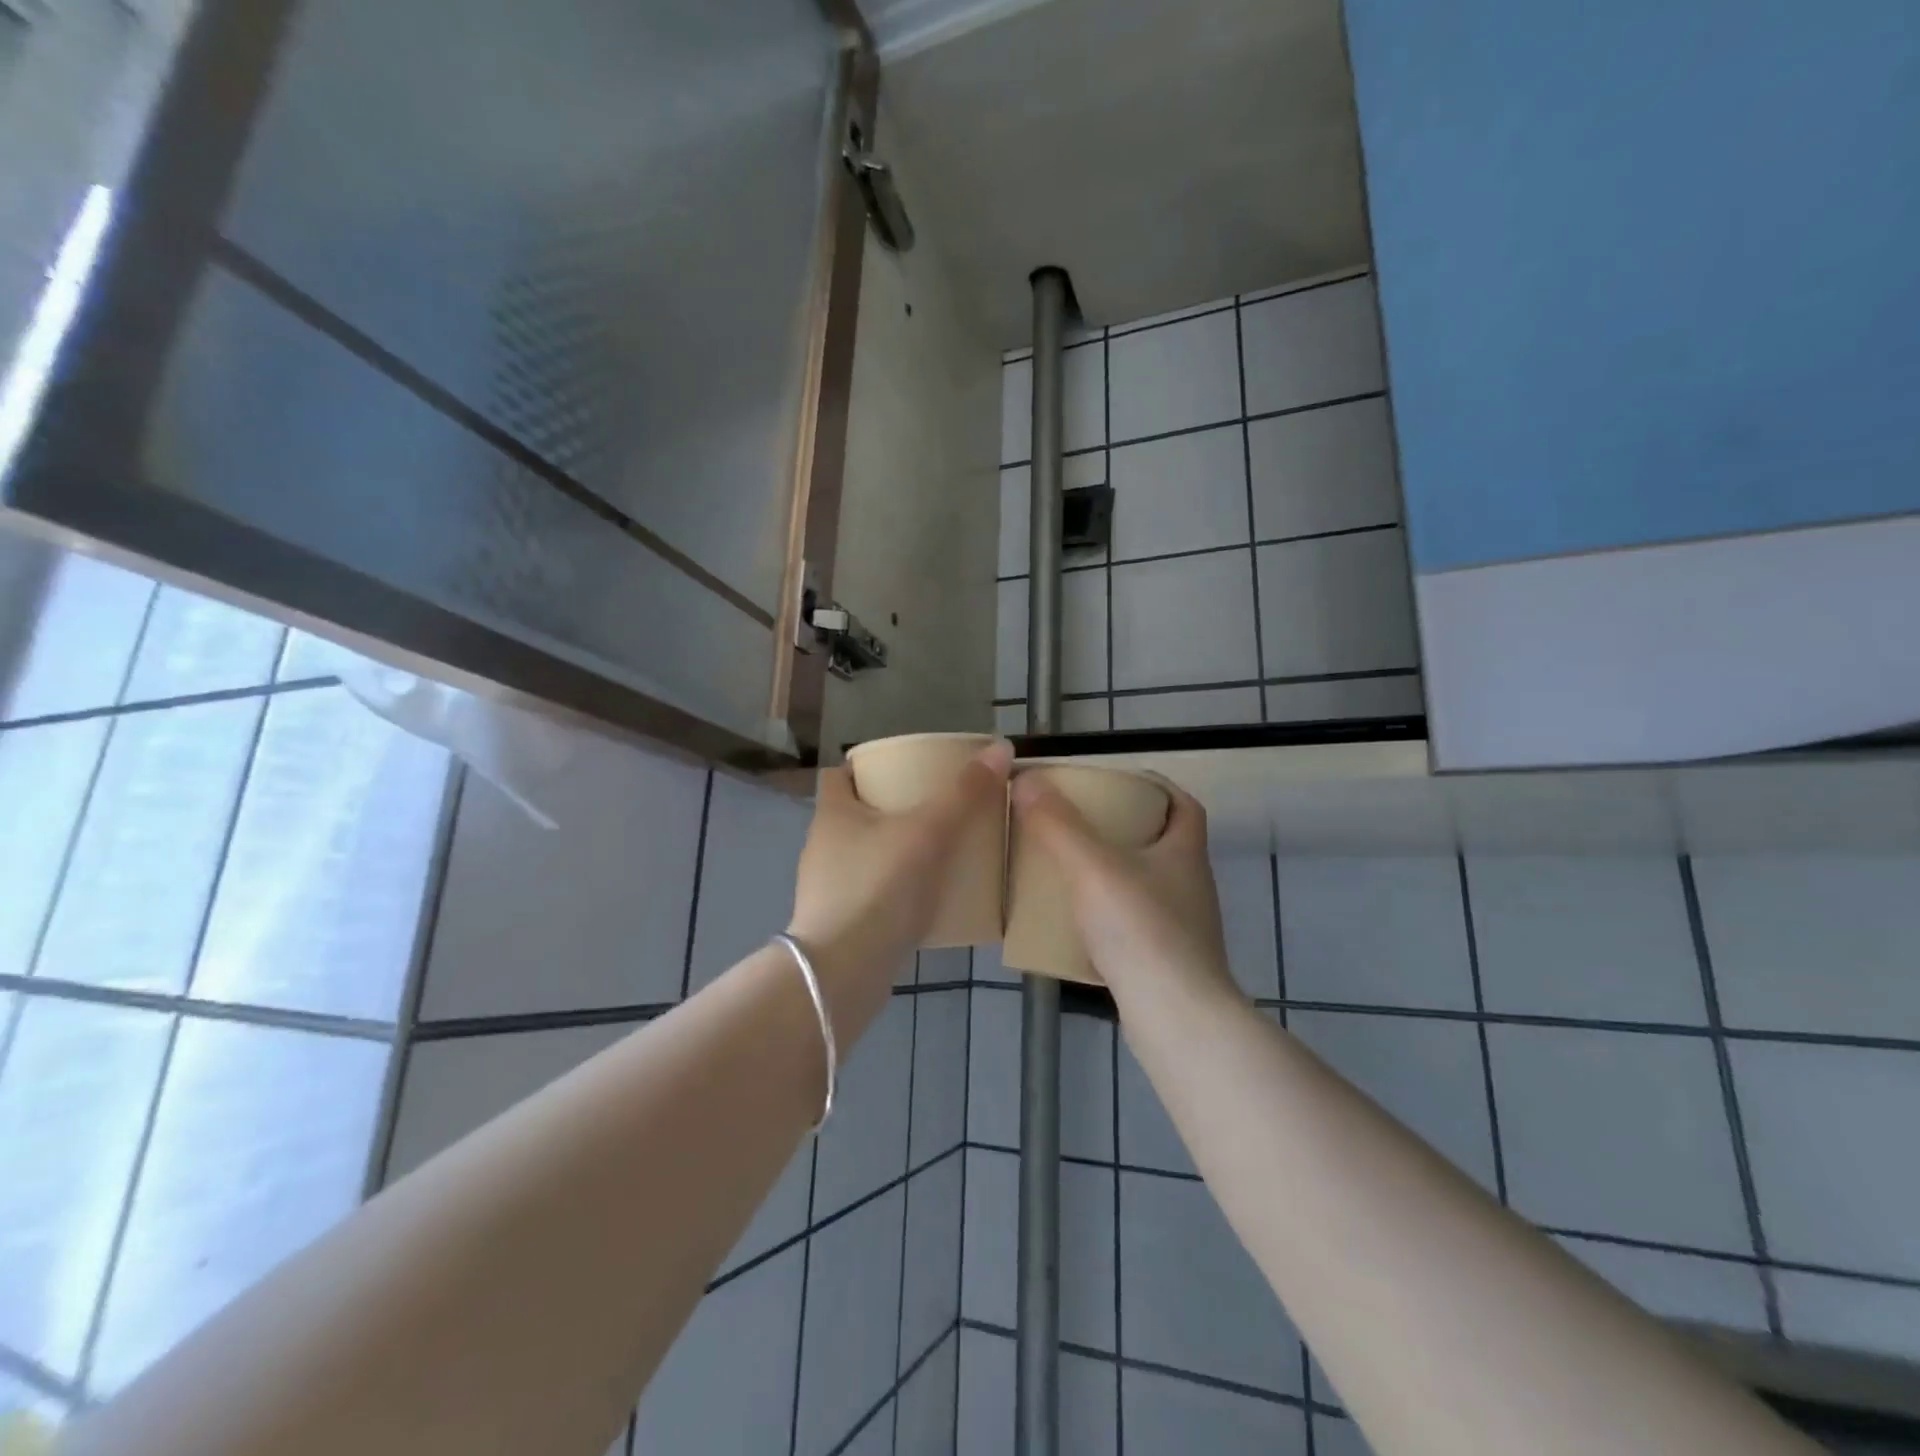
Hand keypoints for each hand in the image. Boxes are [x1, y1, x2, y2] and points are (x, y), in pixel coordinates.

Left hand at [788, 741, 1013, 992]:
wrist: (843, 973)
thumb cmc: (879, 888)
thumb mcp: (928, 832)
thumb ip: (964, 793)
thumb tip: (1001, 747)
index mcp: (833, 814)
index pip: (839, 774)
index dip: (865, 766)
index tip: (903, 767)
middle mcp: (823, 846)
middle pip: (856, 814)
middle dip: (891, 808)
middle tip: (935, 805)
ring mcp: (828, 888)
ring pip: (865, 855)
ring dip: (896, 850)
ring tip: (939, 850)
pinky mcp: (842, 924)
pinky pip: (873, 893)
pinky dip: (897, 889)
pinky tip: (929, 898)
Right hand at [1010, 771, 1239, 1004]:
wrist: (1176, 1018)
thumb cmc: (1141, 930)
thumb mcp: (1092, 867)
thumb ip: (1058, 824)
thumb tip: (1027, 778)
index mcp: (1184, 853)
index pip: (1183, 805)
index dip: (1157, 787)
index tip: (1118, 783)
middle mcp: (1191, 886)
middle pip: (1163, 844)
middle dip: (1126, 830)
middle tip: (1081, 824)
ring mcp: (1184, 928)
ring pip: (1149, 886)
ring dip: (1116, 874)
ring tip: (1072, 871)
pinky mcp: (1168, 963)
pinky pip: (1137, 925)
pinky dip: (1112, 917)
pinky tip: (1079, 925)